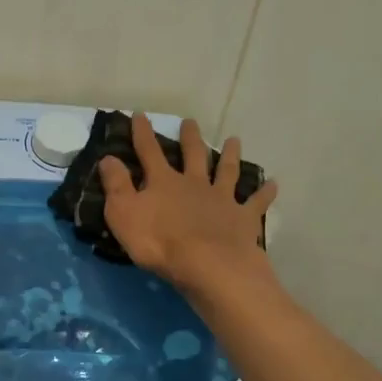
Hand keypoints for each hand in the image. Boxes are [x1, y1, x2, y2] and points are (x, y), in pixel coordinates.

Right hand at [98, 113, 277, 294]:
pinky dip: (265, 193)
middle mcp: (194, 183)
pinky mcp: (243, 218)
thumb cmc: (159, 242)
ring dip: (230, 155)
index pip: (149, 152)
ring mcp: (222, 199)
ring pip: (227, 171)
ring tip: (235, 140)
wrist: (207, 265)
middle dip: (190, 138)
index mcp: (164, 182)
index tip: (140, 115)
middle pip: (192, 155)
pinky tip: (273, 184)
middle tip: (191, 122)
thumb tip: (108, 158)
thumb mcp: (124, 214)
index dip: (143, 133)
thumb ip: (116, 185)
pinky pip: (256, 202)